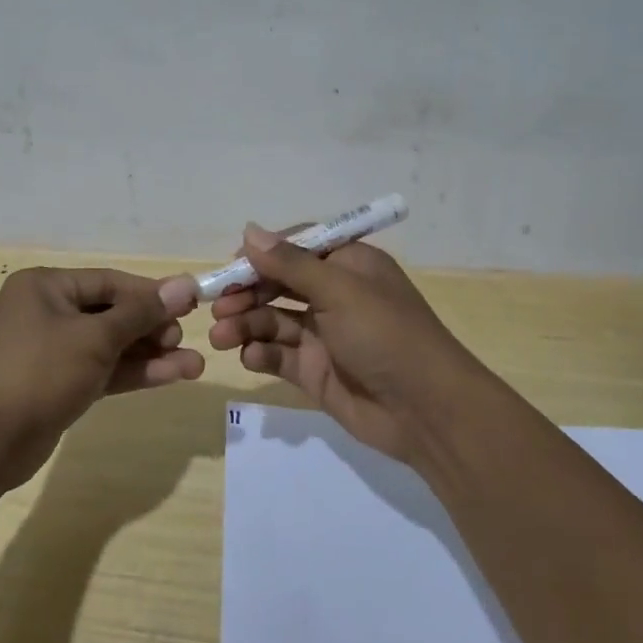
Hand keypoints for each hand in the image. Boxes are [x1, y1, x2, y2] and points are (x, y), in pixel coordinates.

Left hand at [0, 267, 201, 490]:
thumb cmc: (39, 371)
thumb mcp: (95, 337)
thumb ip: (142, 312)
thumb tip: (185, 283)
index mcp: (46, 287)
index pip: (111, 282)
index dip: (152, 293)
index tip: (192, 303)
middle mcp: (48, 312)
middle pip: (113, 313)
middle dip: (153, 327)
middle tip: (183, 340)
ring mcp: (53, 351)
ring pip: (112, 346)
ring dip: (151, 354)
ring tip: (195, 365)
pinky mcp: (60, 385)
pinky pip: (104, 370)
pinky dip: (134, 372)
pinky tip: (173, 375)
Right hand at [206, 224, 496, 464]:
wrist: (426, 412)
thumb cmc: (386, 335)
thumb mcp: (340, 290)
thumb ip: (290, 264)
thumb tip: (249, 230)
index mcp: (348, 265)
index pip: (296, 248)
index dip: (262, 254)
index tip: (231, 265)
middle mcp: (334, 295)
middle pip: (278, 284)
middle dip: (246, 292)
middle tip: (217, 306)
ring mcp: (324, 335)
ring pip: (272, 320)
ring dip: (245, 324)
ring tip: (221, 336)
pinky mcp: (315, 371)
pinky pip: (278, 355)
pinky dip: (260, 353)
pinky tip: (250, 357)